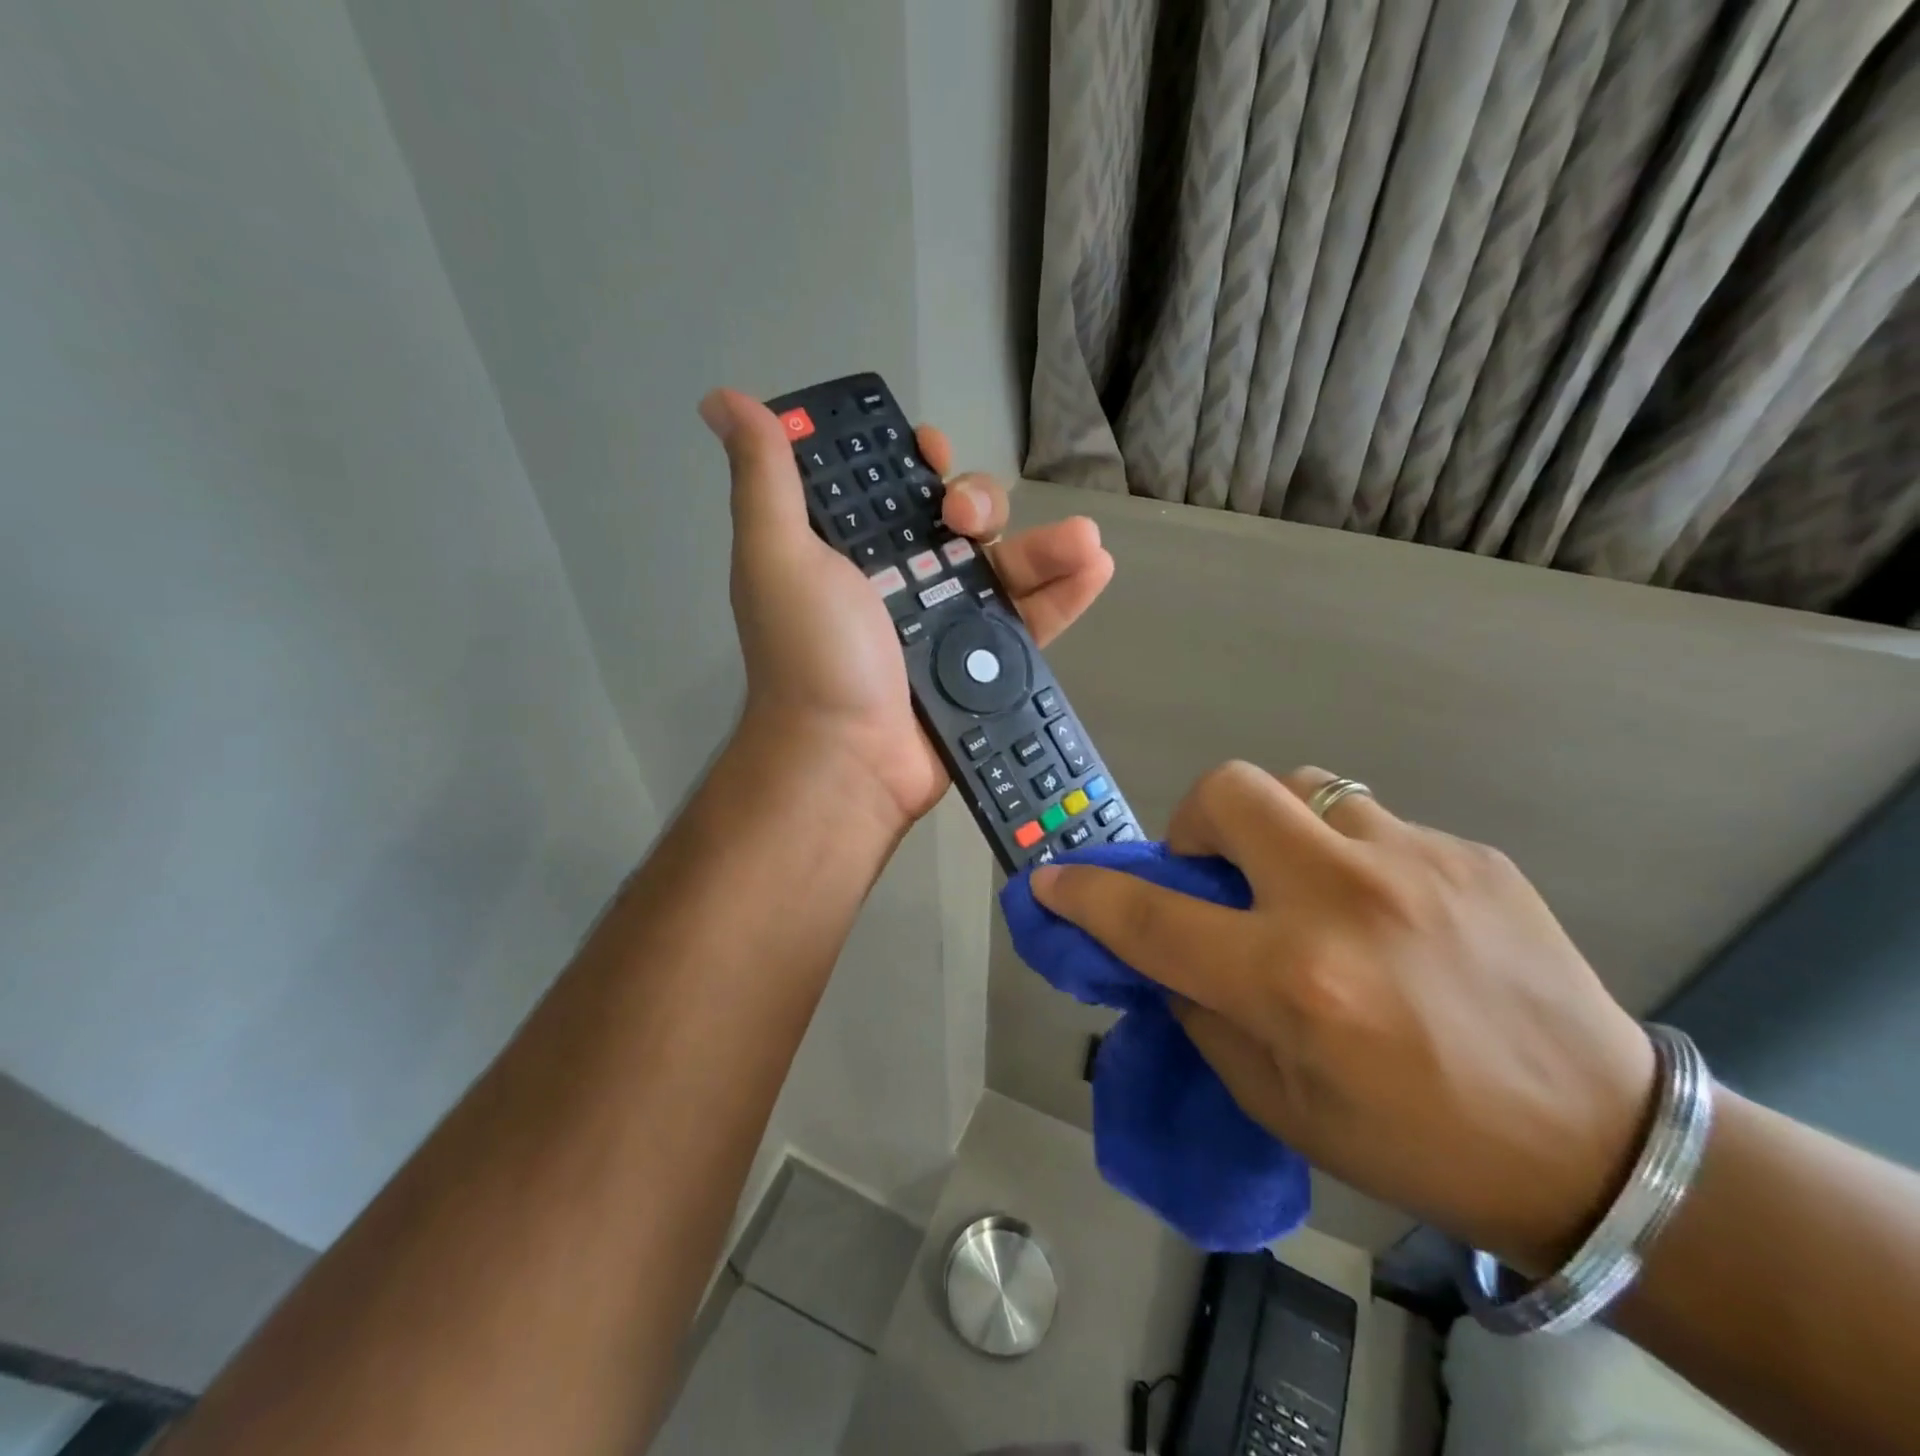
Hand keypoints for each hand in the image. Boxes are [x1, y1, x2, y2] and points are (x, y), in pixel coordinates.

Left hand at [701, 388, 1113, 833]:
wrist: (847, 760)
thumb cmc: (812, 655)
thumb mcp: (777, 558)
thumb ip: (766, 480)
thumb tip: (725, 400)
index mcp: (857, 552)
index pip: (895, 490)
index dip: (916, 463)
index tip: (929, 455)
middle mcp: (906, 581)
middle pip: (961, 521)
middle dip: (979, 503)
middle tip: (969, 520)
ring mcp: (951, 624)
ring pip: (1008, 566)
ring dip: (1047, 543)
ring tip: (1085, 539)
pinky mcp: (986, 664)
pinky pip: (1033, 620)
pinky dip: (1066, 594)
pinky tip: (1097, 566)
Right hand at [1031, 762, 1658, 1276]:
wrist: (1603, 1149)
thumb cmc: (1416, 1144)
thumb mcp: (1279, 1101)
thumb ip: (1202, 1011)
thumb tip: (1158, 951)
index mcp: (1293, 981)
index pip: (1152, 916)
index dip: (1087, 892)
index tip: (1053, 878)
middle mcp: (1345, 902)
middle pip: (1228, 792)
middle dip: (1194, 823)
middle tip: (1216, 875)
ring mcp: (1416, 864)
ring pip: (1302, 787)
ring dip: (1278, 830)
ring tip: (1306, 885)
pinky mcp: (1470, 854)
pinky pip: (1372, 822)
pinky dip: (1349, 856)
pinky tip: (1389, 915)